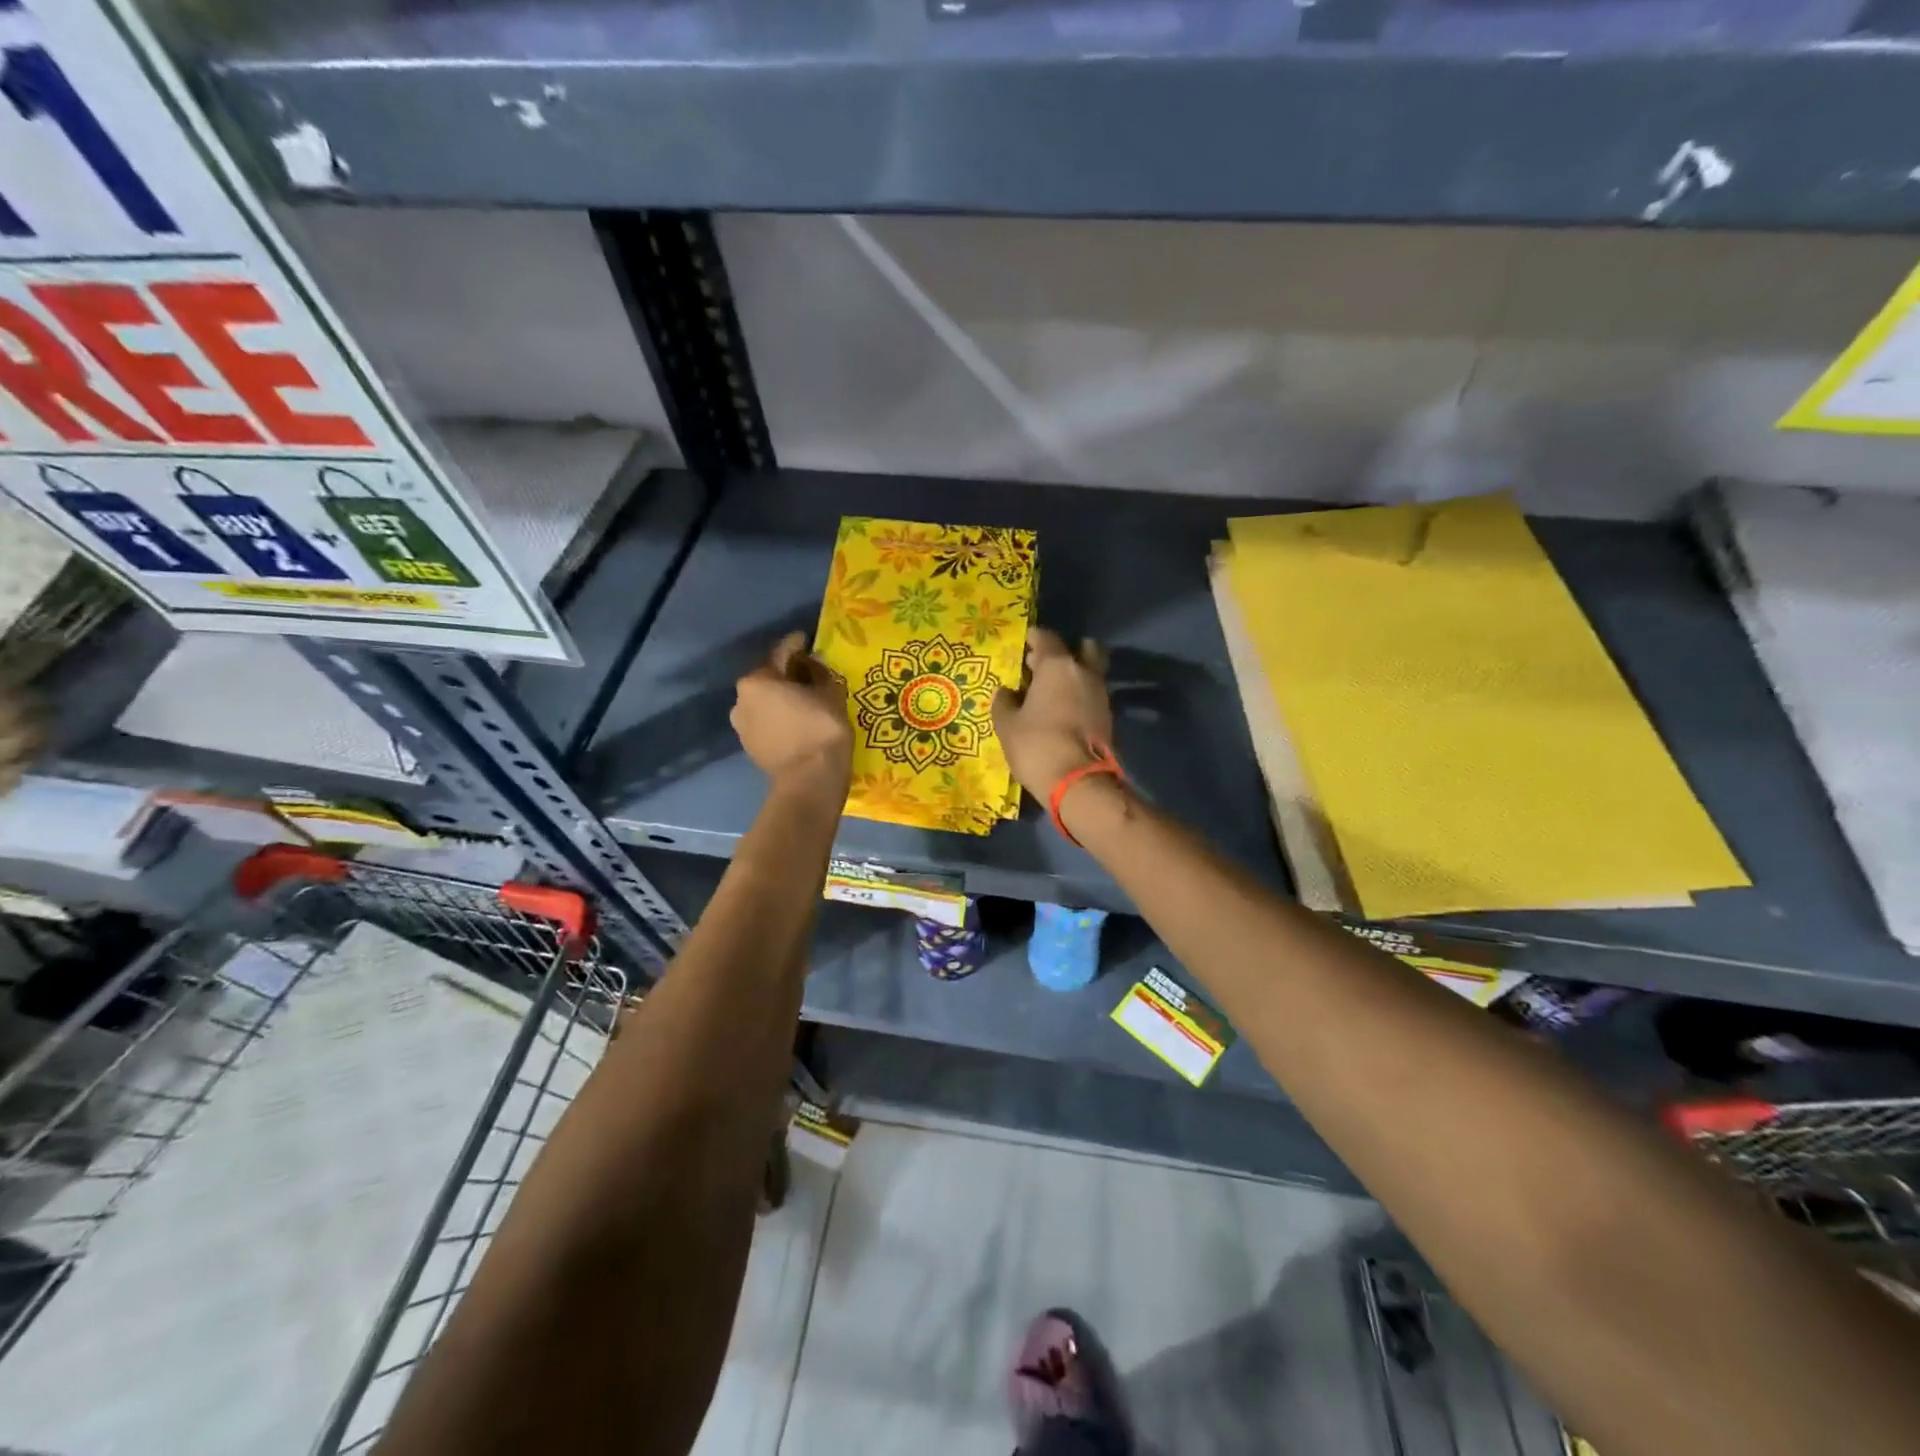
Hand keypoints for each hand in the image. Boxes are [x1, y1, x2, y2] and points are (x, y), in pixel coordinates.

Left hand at [732, 632, 852, 799]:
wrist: (810, 781)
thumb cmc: (821, 729)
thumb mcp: (830, 693)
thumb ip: (820, 673)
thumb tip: (813, 663)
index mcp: (757, 680)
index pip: (781, 653)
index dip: (797, 644)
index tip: (807, 639)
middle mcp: (741, 700)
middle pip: (769, 678)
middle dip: (788, 674)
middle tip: (810, 673)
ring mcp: (742, 726)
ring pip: (766, 703)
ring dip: (782, 699)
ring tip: (805, 700)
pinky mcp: (750, 747)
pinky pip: (767, 723)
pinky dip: (781, 719)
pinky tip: (798, 722)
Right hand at [992, 627, 1112, 801]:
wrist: (1078, 783)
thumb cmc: (1037, 745)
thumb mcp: (1007, 725)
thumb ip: (1004, 703)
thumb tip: (1006, 692)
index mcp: (1058, 666)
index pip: (1046, 638)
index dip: (1034, 638)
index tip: (1024, 643)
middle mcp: (1084, 672)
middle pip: (1082, 648)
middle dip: (1064, 653)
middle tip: (1042, 665)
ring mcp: (1101, 694)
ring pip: (1089, 672)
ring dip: (1073, 676)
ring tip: (1050, 691)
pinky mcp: (1108, 717)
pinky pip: (1092, 695)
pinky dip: (1079, 697)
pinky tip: (1062, 710)